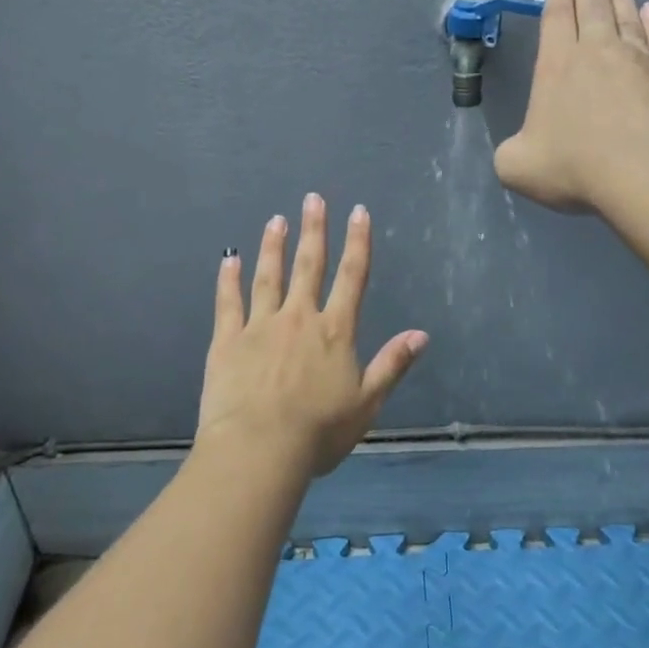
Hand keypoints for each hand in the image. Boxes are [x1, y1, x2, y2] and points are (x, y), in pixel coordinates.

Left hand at [195, 194, 427, 479]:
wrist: (258, 449)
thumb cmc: (318, 431)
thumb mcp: (367, 403)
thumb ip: (392, 364)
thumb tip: (421, 334)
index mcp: (335, 332)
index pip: (352, 277)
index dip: (357, 242)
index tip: (358, 212)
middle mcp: (299, 318)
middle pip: (309, 266)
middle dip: (314, 230)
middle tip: (313, 198)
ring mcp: (260, 326)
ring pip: (268, 277)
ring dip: (274, 247)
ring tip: (276, 220)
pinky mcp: (228, 341)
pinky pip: (228, 303)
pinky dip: (228, 280)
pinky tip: (229, 259)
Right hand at [494, 0, 648, 213]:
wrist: (645, 173)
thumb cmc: (575, 167)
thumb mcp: (517, 167)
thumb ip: (512, 151)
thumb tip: (522, 147)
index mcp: (557, 64)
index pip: (556, 16)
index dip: (556, 2)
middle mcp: (598, 49)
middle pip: (594, 5)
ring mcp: (640, 57)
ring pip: (628, 15)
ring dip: (619, 0)